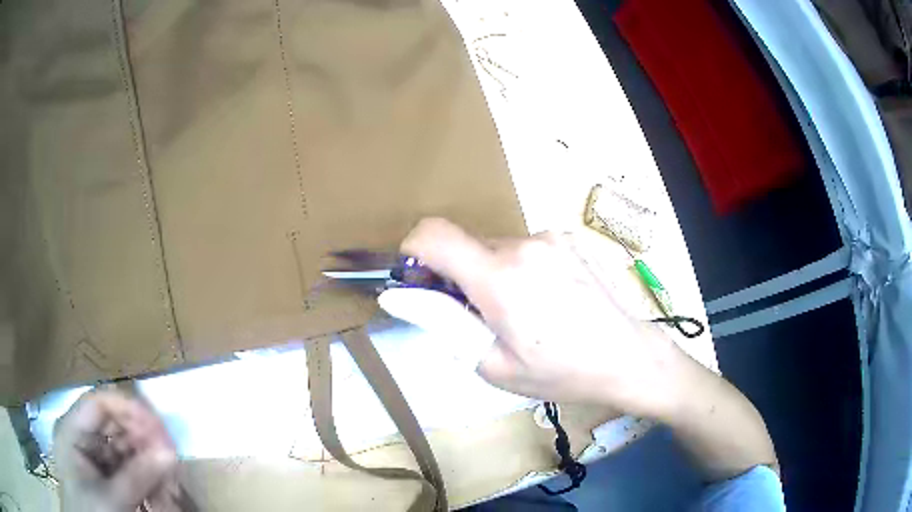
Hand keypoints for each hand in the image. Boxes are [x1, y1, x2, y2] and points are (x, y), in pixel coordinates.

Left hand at [54, 388, 180, 511]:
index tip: (160, 428)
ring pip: (123, 447)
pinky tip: (159, 488)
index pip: (99, 404)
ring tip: (168, 478)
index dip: (128, 409)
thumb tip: (170, 453)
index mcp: (72, 431)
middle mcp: (81, 436)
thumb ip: (138, 476)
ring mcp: (92, 455)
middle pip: (113, 424)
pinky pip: (125, 466)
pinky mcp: (102, 473)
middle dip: (143, 440)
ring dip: (146, 460)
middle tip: (171, 457)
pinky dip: (143, 475)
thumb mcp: (112, 499)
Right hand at [400, 218, 687, 418]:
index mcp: (500, 278)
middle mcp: (523, 245)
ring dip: (491, 274)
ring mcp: (549, 238)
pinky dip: (518, 268)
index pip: (433, 235)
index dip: (412, 250)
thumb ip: (443, 324)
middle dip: (457, 276)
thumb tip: (401, 296)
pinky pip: (523, 248)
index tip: (417, 278)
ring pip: (495, 248)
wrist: (627, 355)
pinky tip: (545, 299)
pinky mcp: (567, 239)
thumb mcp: (493, 364)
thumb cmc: (560, 372)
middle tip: (477, 315)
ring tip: (520, 312)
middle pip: (465, 246)